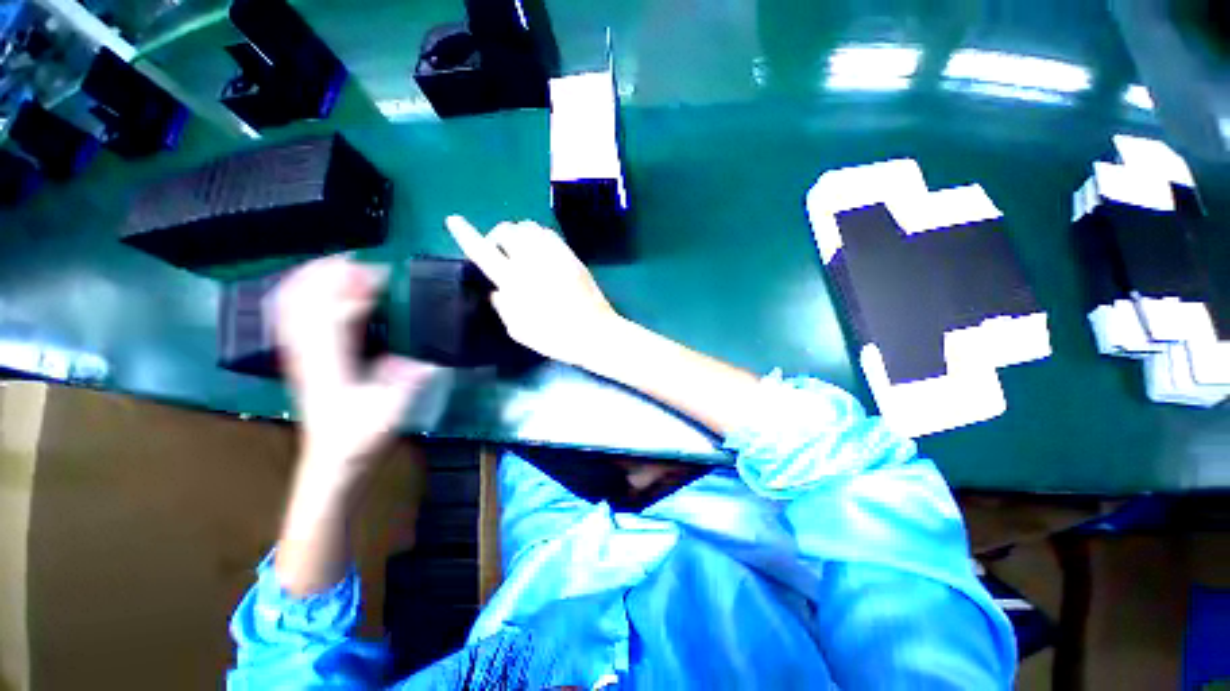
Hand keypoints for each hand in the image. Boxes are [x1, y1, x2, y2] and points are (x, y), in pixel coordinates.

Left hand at [274, 256, 435, 477]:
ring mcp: (300, 355)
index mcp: (331, 364)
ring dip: (312, 280)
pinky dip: (302, 297)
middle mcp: (309, 353)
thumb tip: (425, 357)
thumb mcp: (391, 412)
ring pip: (292, 306)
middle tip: (359, 261)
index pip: (334, 314)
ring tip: (340, 266)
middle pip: (304, 301)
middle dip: (328, 274)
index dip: (354, 289)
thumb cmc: (362, 438)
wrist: (332, 461)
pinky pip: (293, 319)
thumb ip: (407, 382)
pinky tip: (319, 291)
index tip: (382, 274)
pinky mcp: (303, 359)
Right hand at [444, 215, 623, 367]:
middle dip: (497, 237)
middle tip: (501, 254)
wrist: (595, 333)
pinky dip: (538, 235)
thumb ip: (503, 306)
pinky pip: (549, 233)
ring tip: (521, 251)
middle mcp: (533, 262)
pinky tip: (540, 251)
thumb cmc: (555, 338)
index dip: (466, 235)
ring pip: (528, 226)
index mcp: (515, 283)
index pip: (484, 252)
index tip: (453, 220)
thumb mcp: (519, 331)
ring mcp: (555, 256)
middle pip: (506, 230)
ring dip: (518, 234)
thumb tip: (497, 290)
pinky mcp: (571, 256)